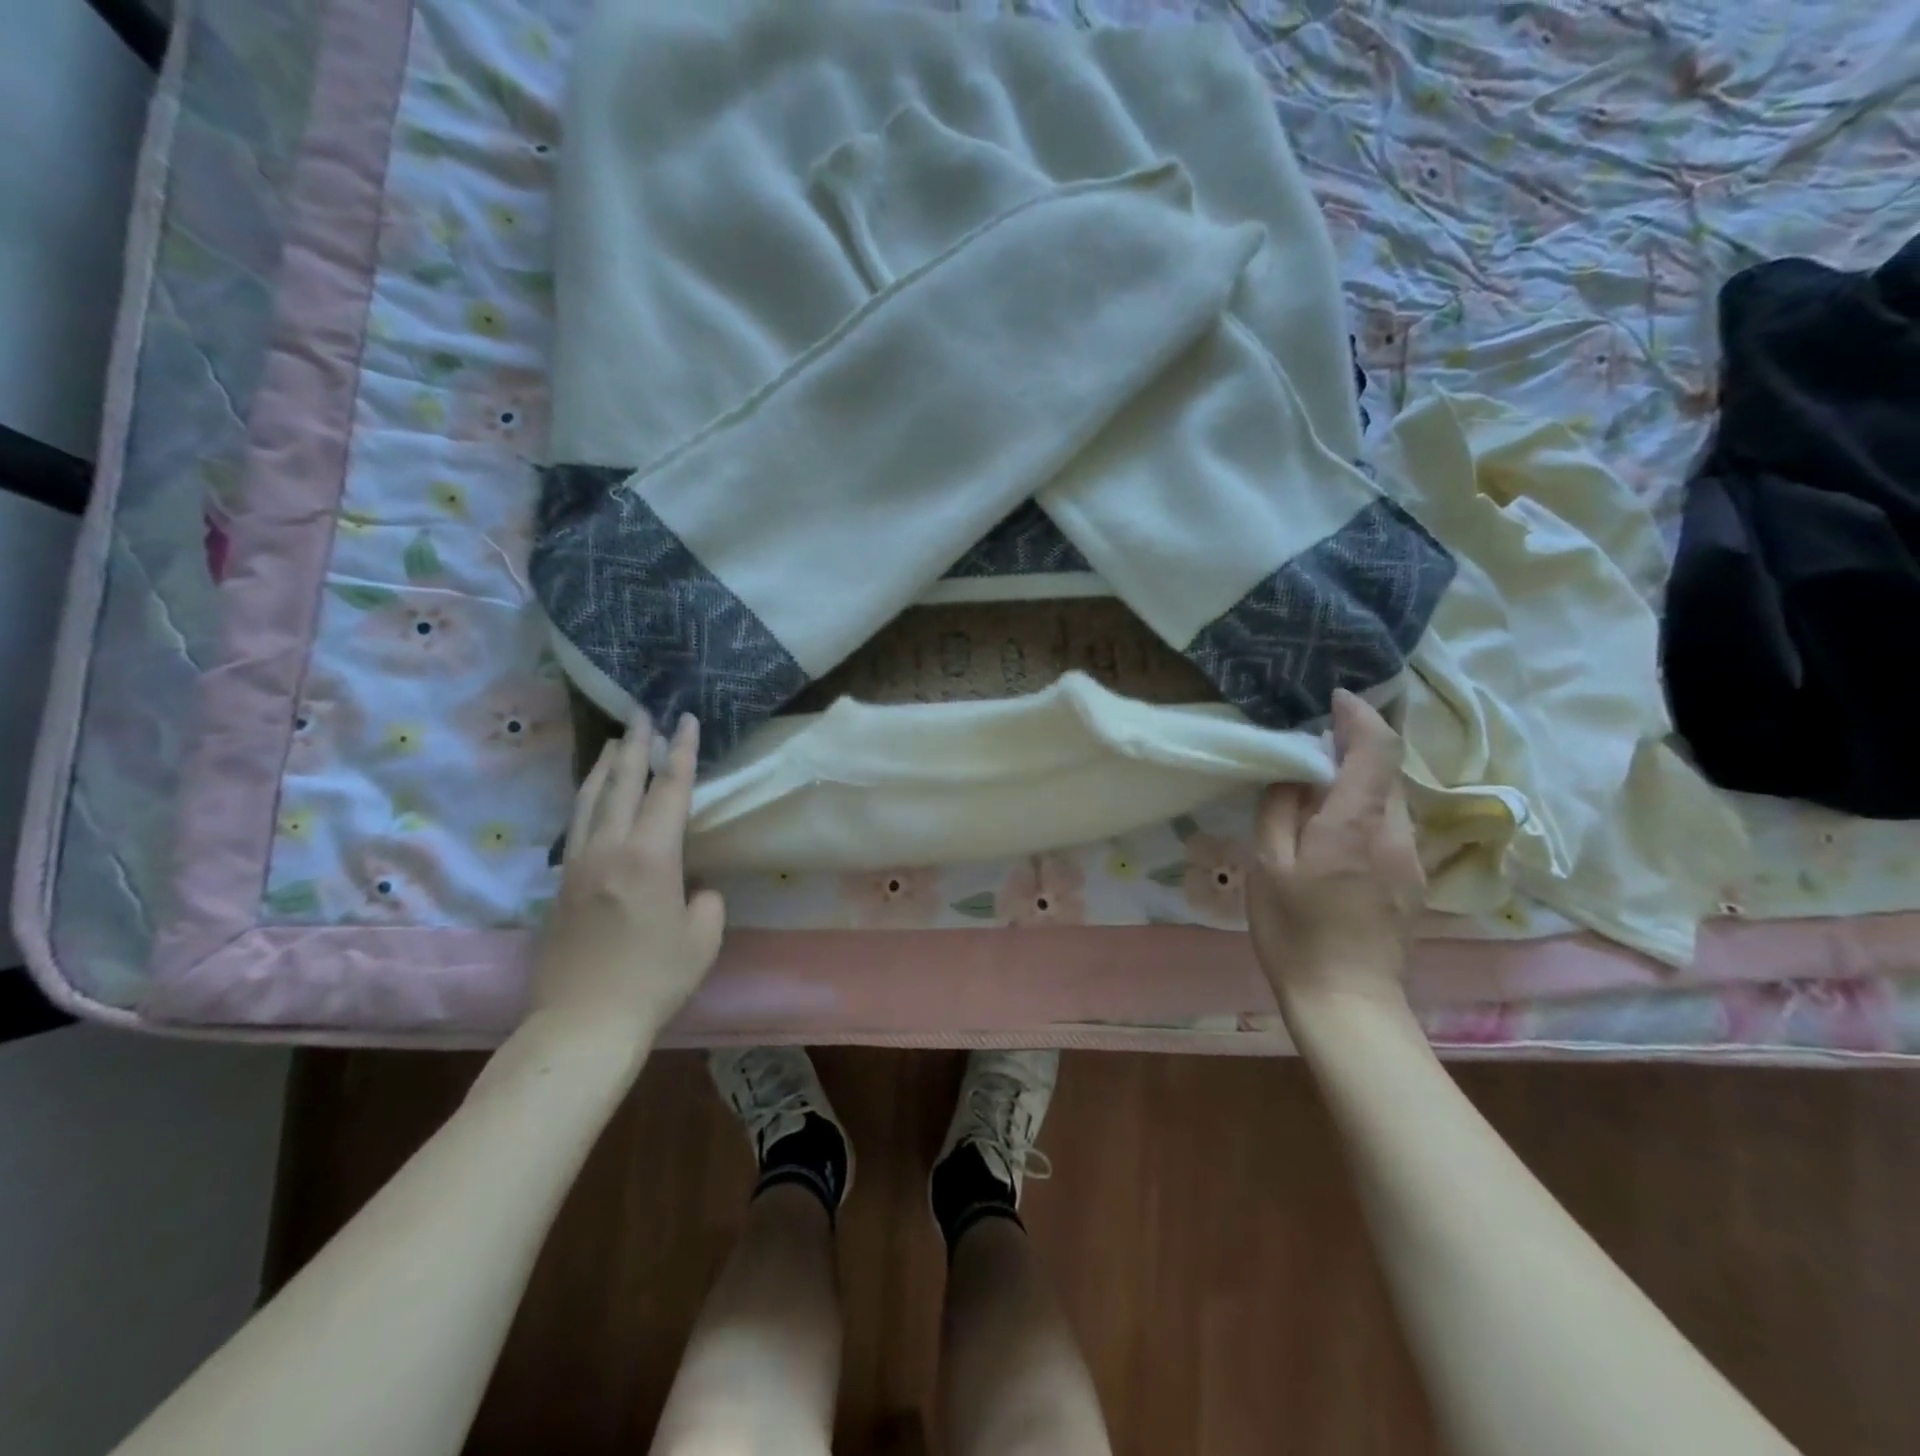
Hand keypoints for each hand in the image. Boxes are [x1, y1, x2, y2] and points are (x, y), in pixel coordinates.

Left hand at [528, 714, 726, 1040]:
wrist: (583, 1022)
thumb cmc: (654, 979)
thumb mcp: (702, 938)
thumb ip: (704, 900)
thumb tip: (692, 886)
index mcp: (651, 857)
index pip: (669, 791)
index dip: (682, 753)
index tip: (685, 720)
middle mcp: (609, 849)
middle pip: (622, 783)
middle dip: (637, 745)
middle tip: (642, 713)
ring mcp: (578, 865)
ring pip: (590, 800)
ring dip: (605, 767)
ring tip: (614, 742)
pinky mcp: (560, 885)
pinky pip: (576, 826)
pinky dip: (588, 800)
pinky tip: (593, 798)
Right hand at [1247, 690, 1423, 1010]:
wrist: (1348, 1002)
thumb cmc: (1296, 932)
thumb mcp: (1268, 867)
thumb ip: (1279, 811)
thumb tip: (1293, 774)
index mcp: (1355, 824)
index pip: (1376, 749)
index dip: (1359, 716)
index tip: (1334, 699)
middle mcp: (1394, 833)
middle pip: (1383, 773)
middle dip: (1352, 750)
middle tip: (1306, 751)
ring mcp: (1410, 860)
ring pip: (1386, 802)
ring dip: (1356, 785)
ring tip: (1312, 796)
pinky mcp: (1412, 882)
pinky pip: (1388, 829)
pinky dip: (1362, 814)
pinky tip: (1331, 838)